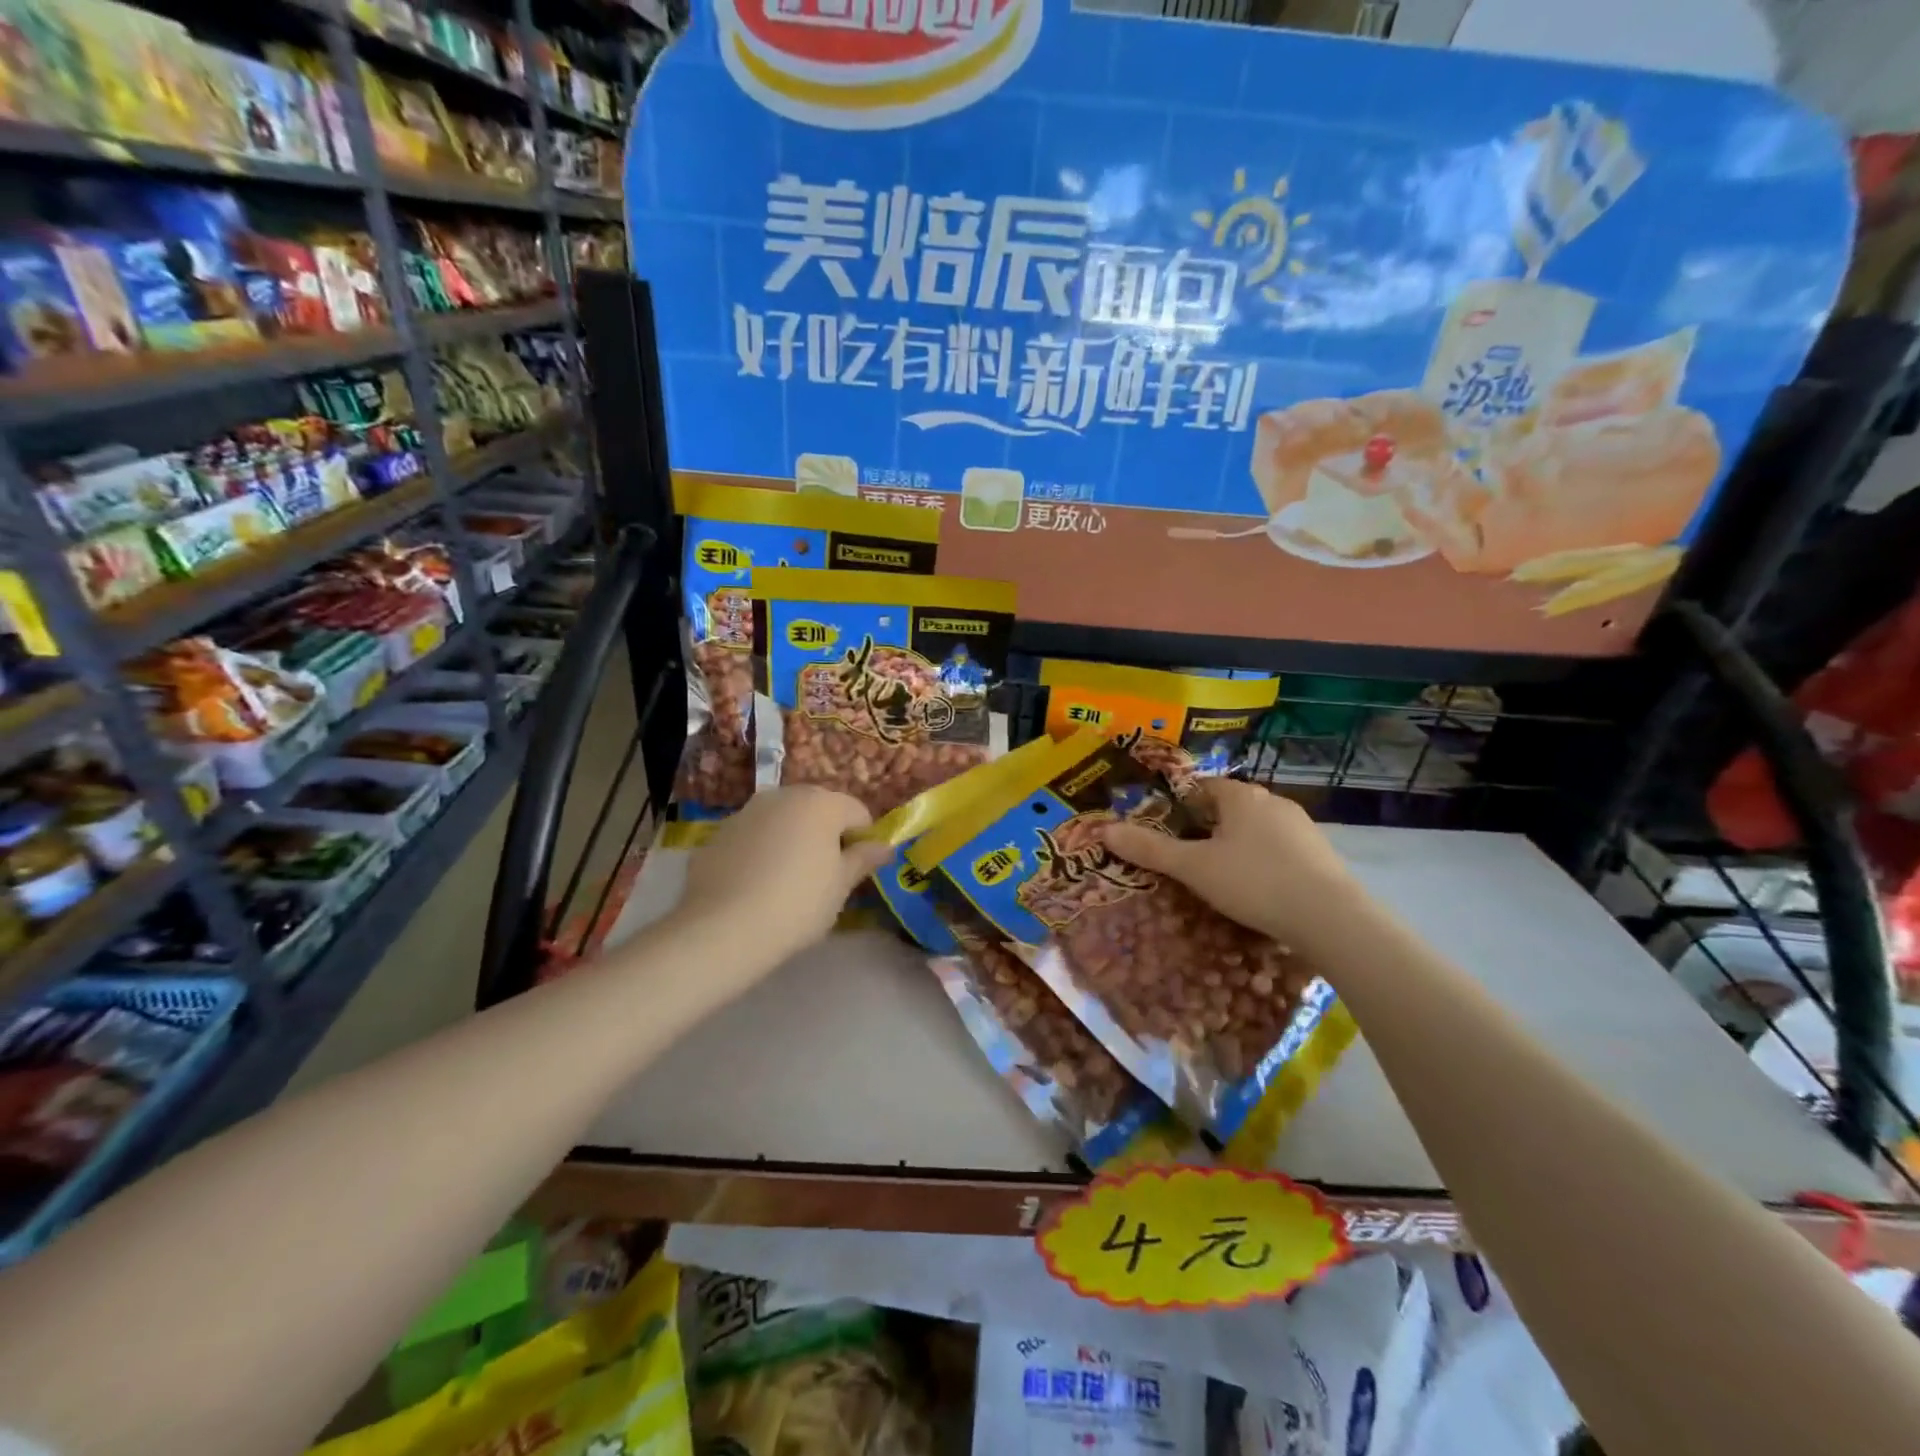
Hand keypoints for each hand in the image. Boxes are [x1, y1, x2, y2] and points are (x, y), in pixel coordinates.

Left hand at [674, 786, 892, 968]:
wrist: (723, 928)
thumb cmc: (798, 904)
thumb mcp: (840, 886)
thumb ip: (863, 860)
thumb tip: (885, 847)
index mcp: (821, 803)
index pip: (857, 812)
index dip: (863, 840)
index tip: (856, 871)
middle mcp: (783, 796)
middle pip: (817, 809)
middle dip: (825, 834)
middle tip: (824, 875)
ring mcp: (746, 812)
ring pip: (782, 820)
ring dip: (791, 839)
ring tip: (787, 881)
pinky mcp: (718, 834)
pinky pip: (752, 837)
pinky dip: (760, 851)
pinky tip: (755, 885)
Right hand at [1099, 779, 1364, 946]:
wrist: (1331, 918)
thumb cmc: (1254, 882)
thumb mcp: (1194, 868)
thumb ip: (1150, 850)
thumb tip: (1103, 830)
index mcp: (1240, 796)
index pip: (1202, 786)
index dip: (1179, 804)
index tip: (1165, 829)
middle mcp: (1272, 801)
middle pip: (1229, 807)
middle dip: (1207, 828)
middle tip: (1186, 858)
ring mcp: (1301, 826)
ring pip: (1256, 829)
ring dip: (1237, 846)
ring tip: (1220, 878)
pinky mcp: (1320, 854)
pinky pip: (1279, 850)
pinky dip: (1263, 863)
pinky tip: (1258, 890)